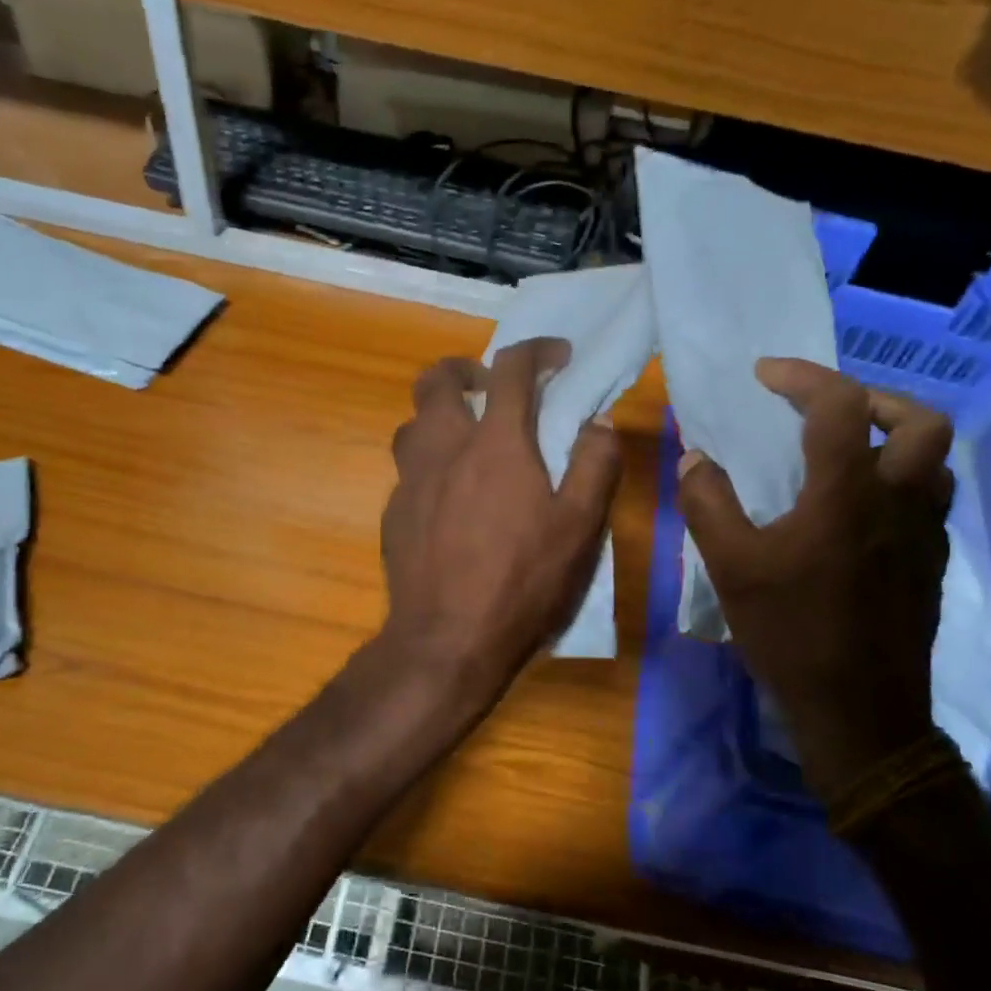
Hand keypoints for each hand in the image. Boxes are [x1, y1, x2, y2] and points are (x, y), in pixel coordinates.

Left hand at [379, 338, 622, 708]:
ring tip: (466, 441)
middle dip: (465, 369)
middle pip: (435, 379)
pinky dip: (429, 464)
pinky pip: (407, 469)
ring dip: (439, 416)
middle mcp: (444, 448)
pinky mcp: (393, 512)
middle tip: (490, 389)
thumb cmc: (522, 581)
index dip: (537, 350)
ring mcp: (410, 480)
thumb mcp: (579, 527)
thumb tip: (598, 424)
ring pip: (412, 422)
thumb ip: (593, 466)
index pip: (511, 369)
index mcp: (494, 443)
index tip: (558, 357)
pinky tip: (448, 500)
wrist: (447, 640)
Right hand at [678, 359, 954, 802]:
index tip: (765, 375)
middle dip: (873, 398)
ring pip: (935, 461)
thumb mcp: (730, 567)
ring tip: (848, 453)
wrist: (860, 712)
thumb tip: (696, 459)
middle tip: (828, 410)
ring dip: (895, 439)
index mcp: (847, 493)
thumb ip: (707, 504)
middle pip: (920, 420)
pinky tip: (859, 511)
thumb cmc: (791, 633)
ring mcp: (925, 534)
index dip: (802, 376)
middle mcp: (898, 502)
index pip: (839, 404)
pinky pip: (928, 500)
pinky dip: (899, 482)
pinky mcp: (932, 564)